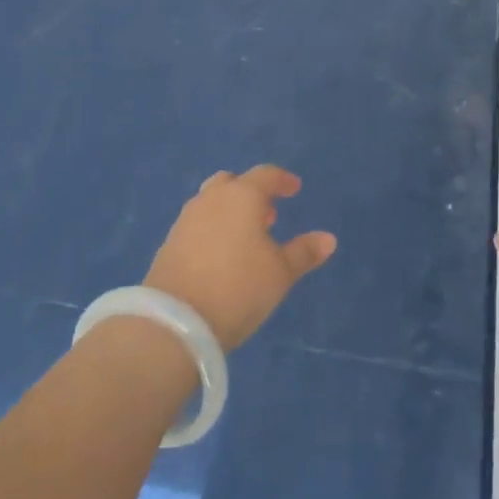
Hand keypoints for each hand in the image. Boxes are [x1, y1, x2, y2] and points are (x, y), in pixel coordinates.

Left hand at [144, 165, 336, 350]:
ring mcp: (186, 220)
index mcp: (242, 196)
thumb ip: (304, 252)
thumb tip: (329, 239)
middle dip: (251, 193)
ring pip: (211, 202)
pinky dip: (212, 229)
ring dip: (229, 210)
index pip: (266, 175)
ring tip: (245, 237)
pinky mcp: (169, 243)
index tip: (294, 189)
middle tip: (267, 214)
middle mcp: (211, 199)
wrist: (174, 323)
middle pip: (232, 182)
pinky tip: (220, 255)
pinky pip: (197, 224)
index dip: (282, 180)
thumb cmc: (238, 288)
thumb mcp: (280, 273)